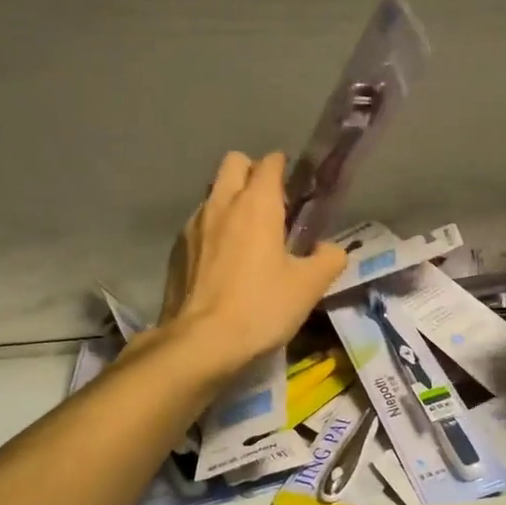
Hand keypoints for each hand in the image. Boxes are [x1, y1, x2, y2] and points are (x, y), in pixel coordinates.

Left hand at [155, 151, 347, 378]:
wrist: (200, 342)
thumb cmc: (261, 307)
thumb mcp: (309, 286)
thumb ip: (329, 259)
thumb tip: (329, 249)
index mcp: (257, 204)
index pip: (269, 163)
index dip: (283, 168)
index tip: (294, 187)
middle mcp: (221, 203)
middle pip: (234, 163)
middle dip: (252, 172)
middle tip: (269, 205)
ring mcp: (193, 224)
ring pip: (213, 192)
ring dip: (229, 200)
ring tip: (245, 235)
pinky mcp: (176, 249)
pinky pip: (198, 223)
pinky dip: (212, 229)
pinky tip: (222, 261)